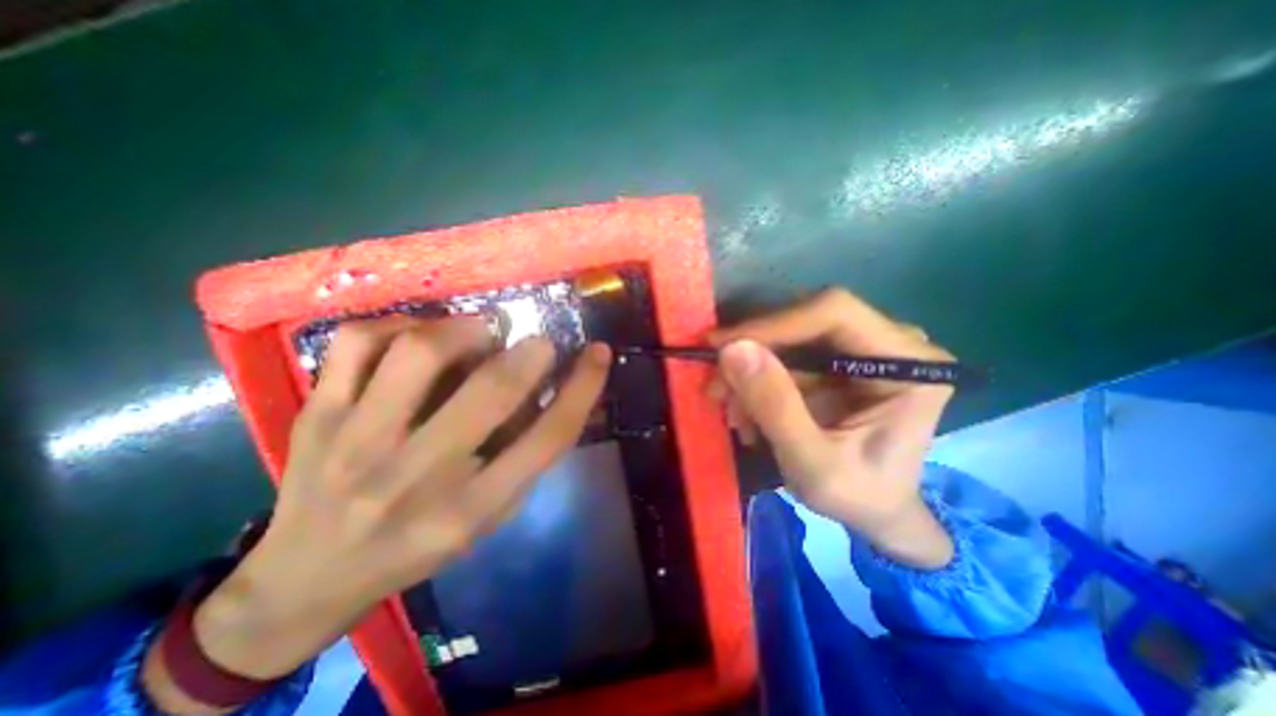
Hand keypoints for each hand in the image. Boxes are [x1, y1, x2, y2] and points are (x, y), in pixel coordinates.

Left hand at [142, 318, 612, 709]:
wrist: (306, 579)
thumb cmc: (418, 547)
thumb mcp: (489, 517)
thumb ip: (527, 457)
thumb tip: (561, 392)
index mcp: (470, 509)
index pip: (547, 438)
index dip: (583, 388)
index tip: (599, 353)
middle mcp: (415, 476)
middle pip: (491, 391)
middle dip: (529, 353)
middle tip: (538, 342)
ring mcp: (356, 441)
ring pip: (420, 352)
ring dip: (465, 329)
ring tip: (480, 333)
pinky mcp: (316, 414)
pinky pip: (359, 342)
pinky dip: (401, 324)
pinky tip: (418, 336)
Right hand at [714, 287, 950, 567]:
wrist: (875, 513)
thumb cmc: (859, 497)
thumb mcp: (812, 463)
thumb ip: (775, 406)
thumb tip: (733, 349)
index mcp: (909, 364)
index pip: (835, 314)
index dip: (773, 324)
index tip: (722, 348)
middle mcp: (890, 343)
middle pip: (806, 321)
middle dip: (753, 352)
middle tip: (715, 386)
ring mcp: (860, 349)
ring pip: (787, 338)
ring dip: (749, 371)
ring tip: (728, 411)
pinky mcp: (834, 361)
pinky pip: (783, 357)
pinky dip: (756, 381)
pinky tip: (744, 414)